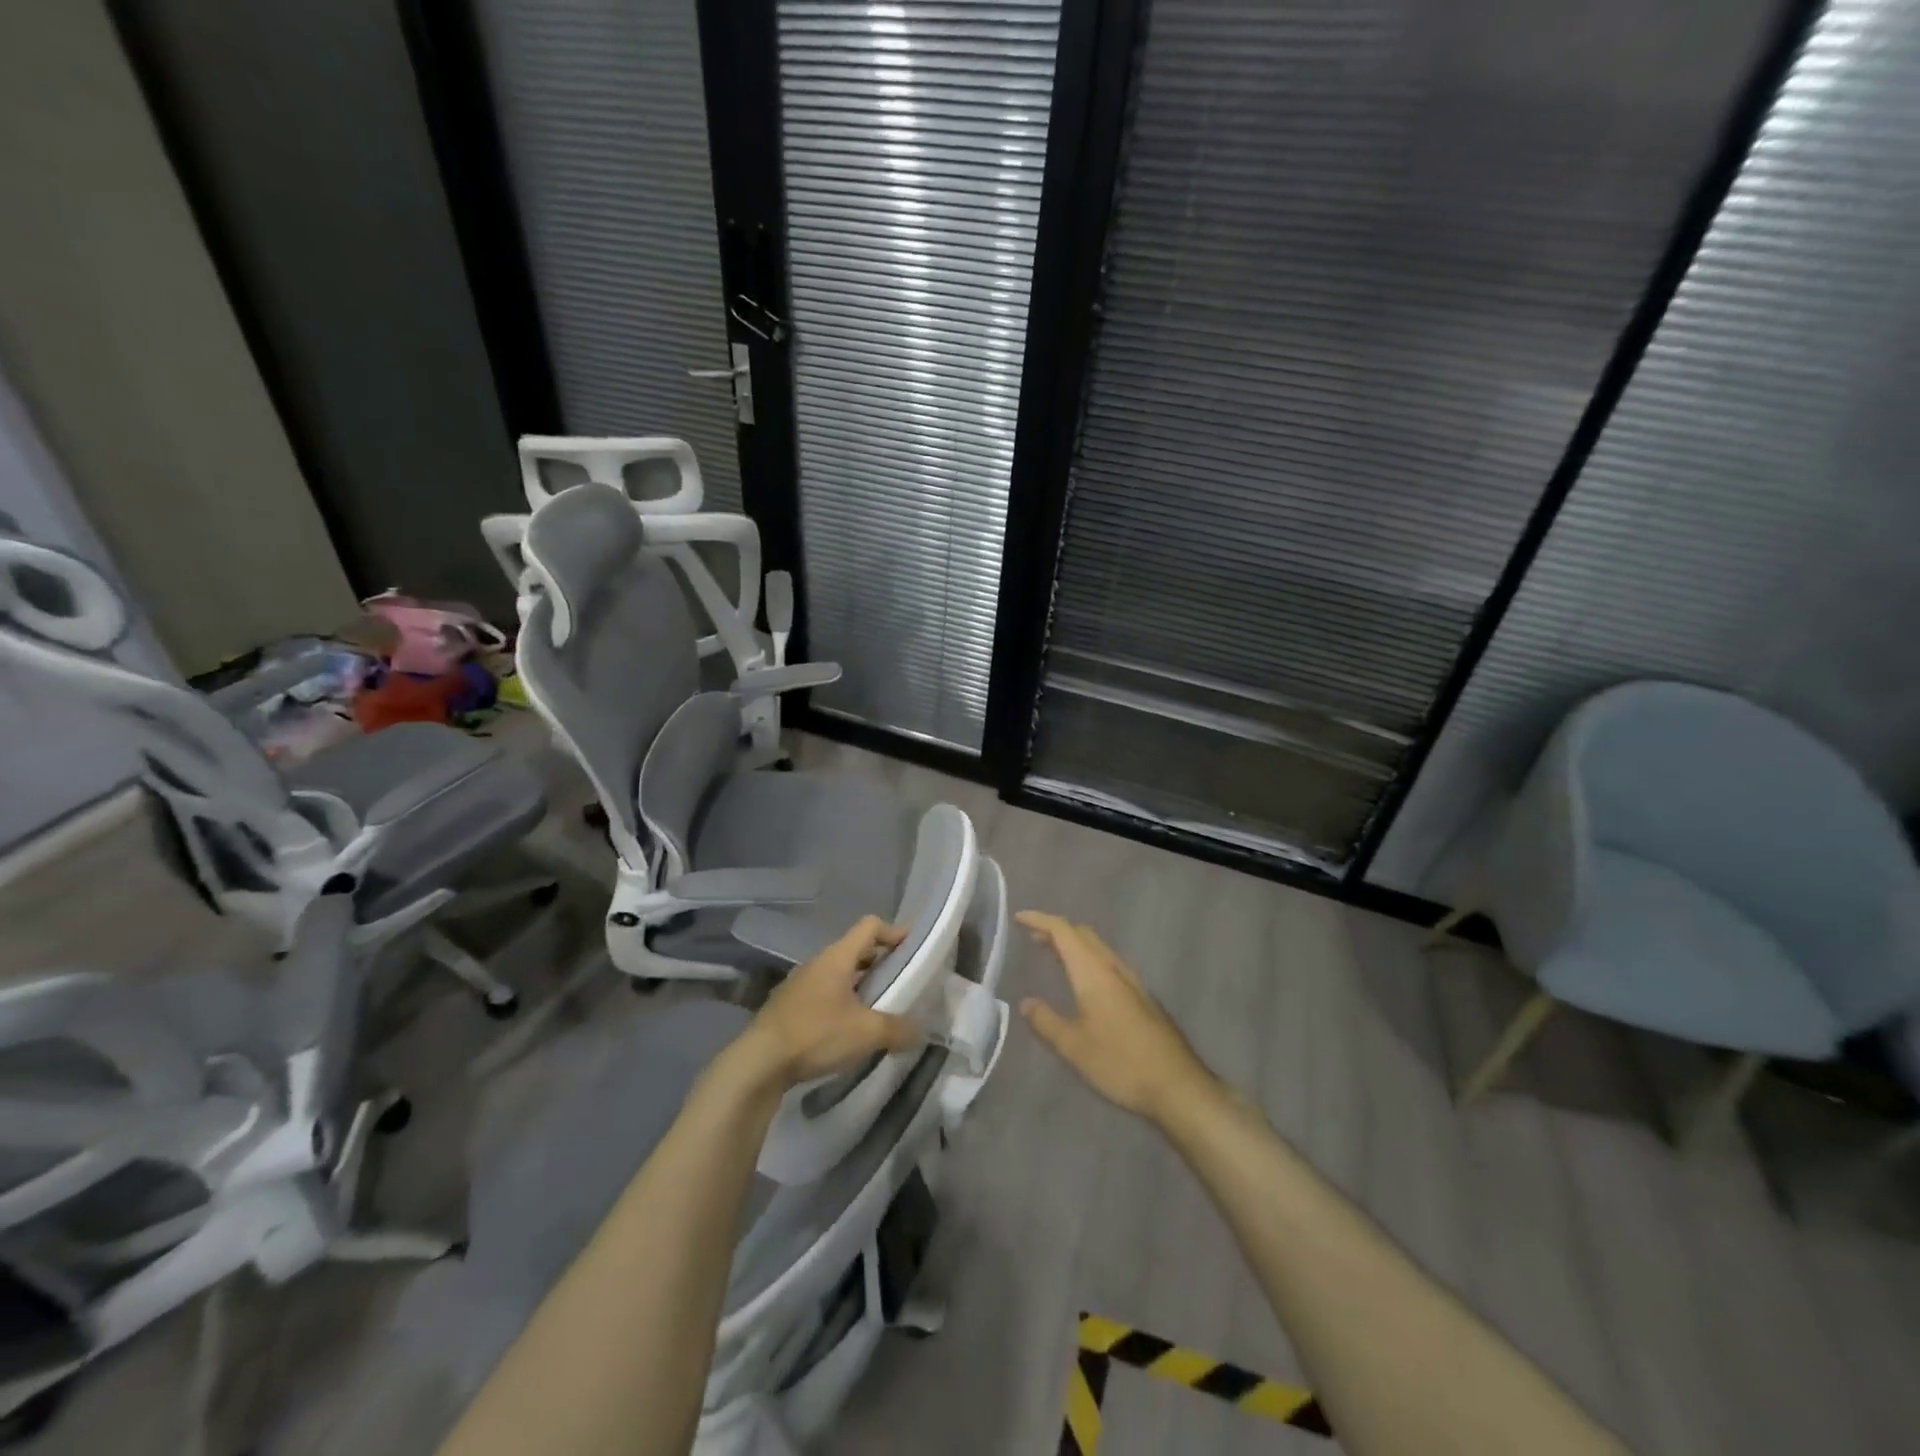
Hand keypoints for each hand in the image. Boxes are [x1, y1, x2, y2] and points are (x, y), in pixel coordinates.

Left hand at [733, 915, 921, 1089]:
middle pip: (855, 950)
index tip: (913, 949)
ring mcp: (800, 984)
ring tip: (879, 1009)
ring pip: (839, 974)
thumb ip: (899, 1029)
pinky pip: (824, 994)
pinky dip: (842, 1002)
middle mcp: (818, 963)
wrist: (758, 1063)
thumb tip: (921, 1031)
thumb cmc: (816, 1035)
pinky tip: (849, 1029)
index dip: (894, 932)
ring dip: (861, 985)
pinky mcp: (789, 1007)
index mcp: (837, 957)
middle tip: (902, 982)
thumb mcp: (867, 1033)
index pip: (870, 926)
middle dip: (881, 962)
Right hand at [1017, 911, 1219, 1124]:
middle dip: (1056, 930)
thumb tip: (1026, 1003)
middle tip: (1032, 937)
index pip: (1063, 931)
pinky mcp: (1142, 997)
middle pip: (1083, 934)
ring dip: (1073, 944)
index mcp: (1093, 972)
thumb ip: (1046, 1021)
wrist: (1177, 1084)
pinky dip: (1087, 960)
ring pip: (1098, 948)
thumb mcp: (1074, 1047)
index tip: (1018, 918)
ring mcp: (1132, 981)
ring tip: (1052, 955)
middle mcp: (1113, 968)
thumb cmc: (1120, 1062)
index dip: (1040, 920)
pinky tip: (1083, 982)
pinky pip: (1108, 963)